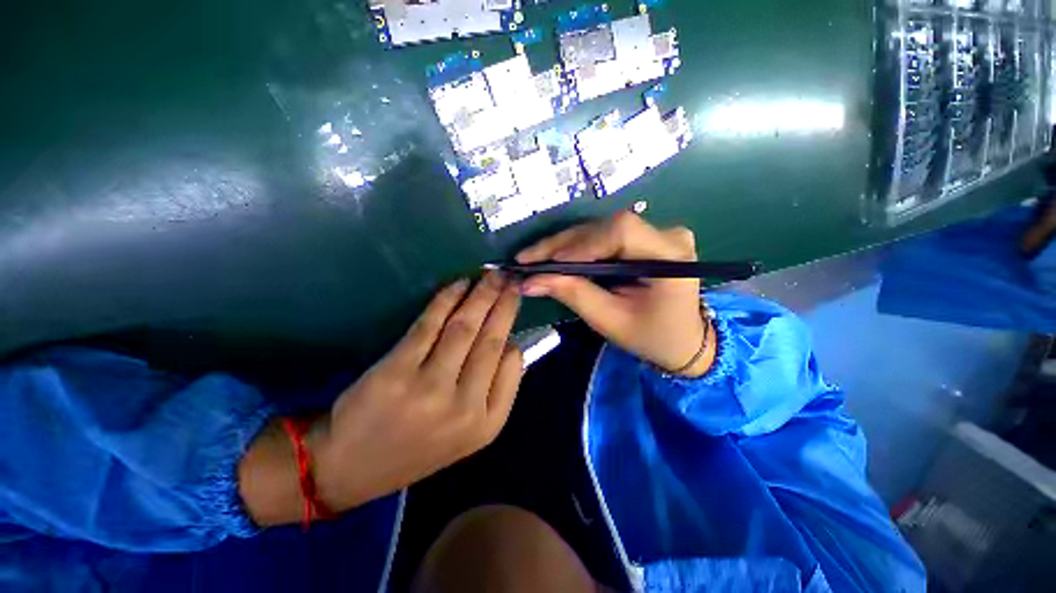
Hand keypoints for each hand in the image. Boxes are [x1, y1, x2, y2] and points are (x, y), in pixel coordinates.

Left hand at [309, 273, 523, 511]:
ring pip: (465, 327)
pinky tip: (459, 285)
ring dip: (481, 295)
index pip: (513, 364)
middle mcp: (465, 407)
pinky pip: (430, 324)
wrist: (349, 468)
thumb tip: (510, 346)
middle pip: (492, 340)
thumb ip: (495, 393)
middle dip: (504, 303)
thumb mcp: (467, 434)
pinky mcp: (397, 372)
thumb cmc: (415, 447)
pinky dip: (447, 299)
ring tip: (492, 276)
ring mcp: (431, 388)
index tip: (511, 305)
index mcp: (487, 423)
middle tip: (511, 279)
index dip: (513, 330)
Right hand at [517, 212, 712, 376]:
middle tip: (526, 258)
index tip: (546, 263)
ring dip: (564, 244)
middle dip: (562, 244)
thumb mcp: (610, 320)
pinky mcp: (644, 237)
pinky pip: (603, 236)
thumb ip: (573, 294)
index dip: (581, 244)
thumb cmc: (651, 336)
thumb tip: (529, 281)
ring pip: (600, 229)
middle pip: (605, 227)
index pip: (621, 232)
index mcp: (670, 256)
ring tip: (535, 258)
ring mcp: (656, 232)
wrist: (683, 339)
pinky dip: (576, 247)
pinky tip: (555, 256)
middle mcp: (666, 234)